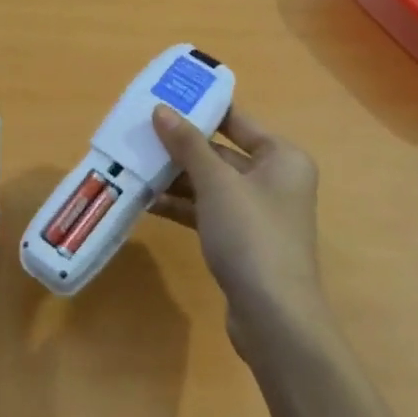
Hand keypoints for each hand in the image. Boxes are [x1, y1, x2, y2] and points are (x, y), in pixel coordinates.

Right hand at [151, 104, 328, 347]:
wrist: (274, 316)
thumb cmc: (251, 235)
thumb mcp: (216, 183)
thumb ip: (188, 145)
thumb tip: (161, 110)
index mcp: (282, 157)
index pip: (237, 121)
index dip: (202, 109)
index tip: (165, 99)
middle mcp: (275, 180)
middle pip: (221, 153)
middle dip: (181, 147)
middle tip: (140, 134)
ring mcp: (258, 213)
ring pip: (211, 184)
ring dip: (177, 178)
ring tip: (135, 165)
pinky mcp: (243, 241)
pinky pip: (208, 211)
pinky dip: (182, 206)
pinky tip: (148, 202)